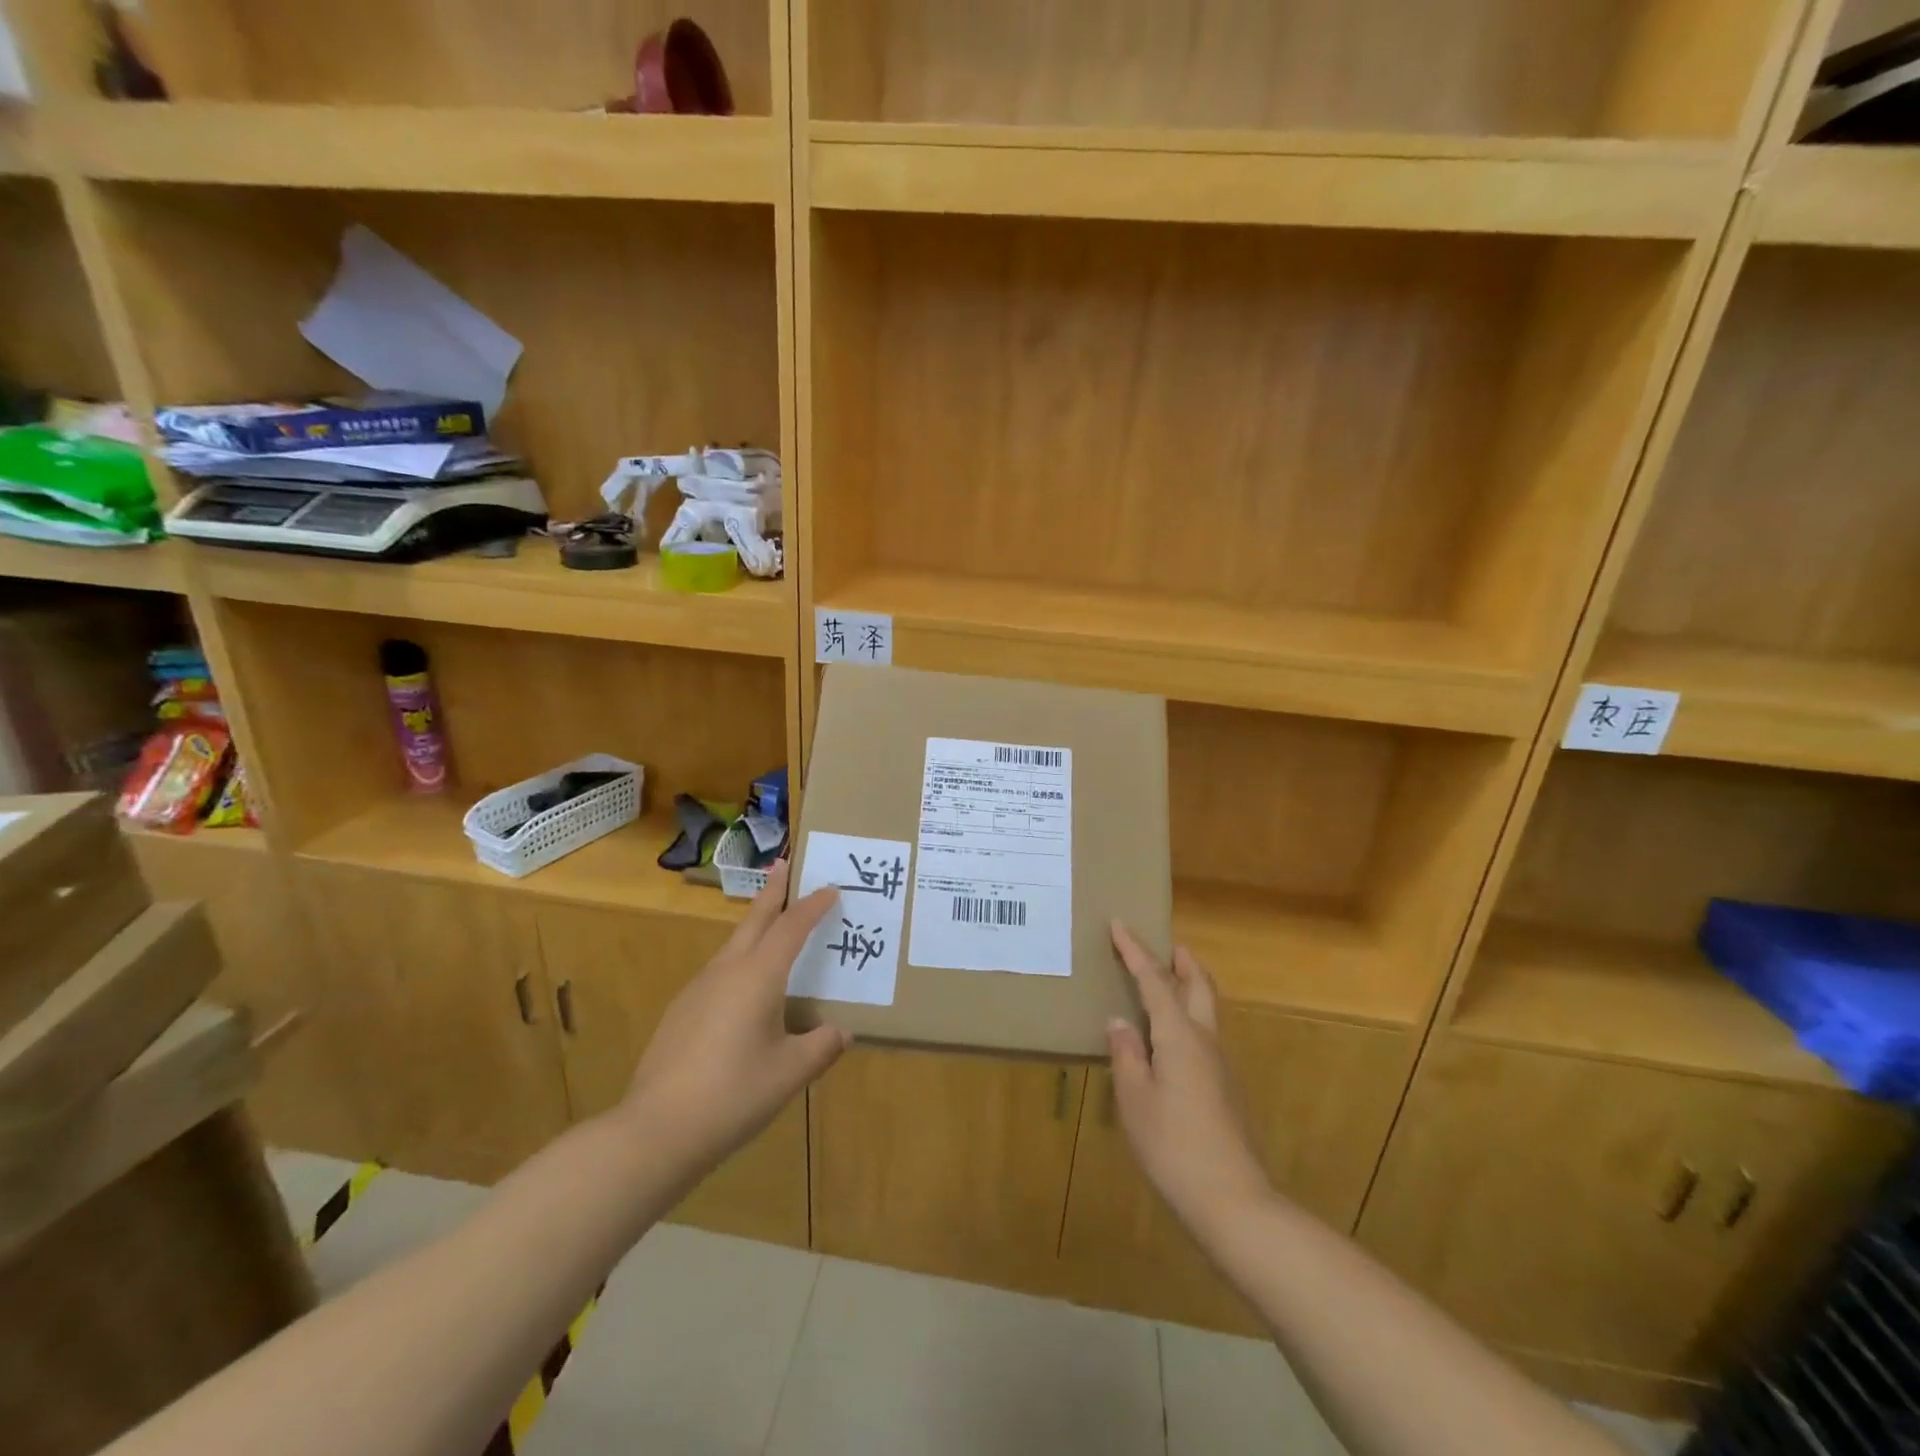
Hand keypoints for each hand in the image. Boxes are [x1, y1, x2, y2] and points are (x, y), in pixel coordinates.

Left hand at [621, 861, 849, 1173]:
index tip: (830, 888)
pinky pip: (719, 971)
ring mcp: (698, 989)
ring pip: (734, 944)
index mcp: (758, 976)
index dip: (813, 906)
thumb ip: (821, 1047)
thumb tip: (841, 1032)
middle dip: (773, 891)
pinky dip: (740, 960)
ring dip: (756, 926)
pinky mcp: (681, 1011)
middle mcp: (727, 970)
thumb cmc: (733, 1094)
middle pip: (755, 920)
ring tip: (773, 926)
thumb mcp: (790, 1073)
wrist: (655, 1130)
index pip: (791, 927)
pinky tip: (745, 990)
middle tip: (784, 864)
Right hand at [1107, 924, 1271, 1237]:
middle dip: (1182, 961)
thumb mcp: (1135, 1099)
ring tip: (1168, 983)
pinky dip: (1190, 1016)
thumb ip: (1127, 1055)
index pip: (1155, 980)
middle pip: (1199, 986)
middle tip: (1166, 945)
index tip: (1120, 925)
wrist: (1232, 1200)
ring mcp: (1222, 1065)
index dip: (1136, 952)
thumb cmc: (1173, 1145)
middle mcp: (1206, 1040)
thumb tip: (1119, 1021)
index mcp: (1179, 1036)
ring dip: (1190, 986)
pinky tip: (1172, 1039)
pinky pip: (1207, 1034)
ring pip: (1208, 1009)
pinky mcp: (1227, 1088)